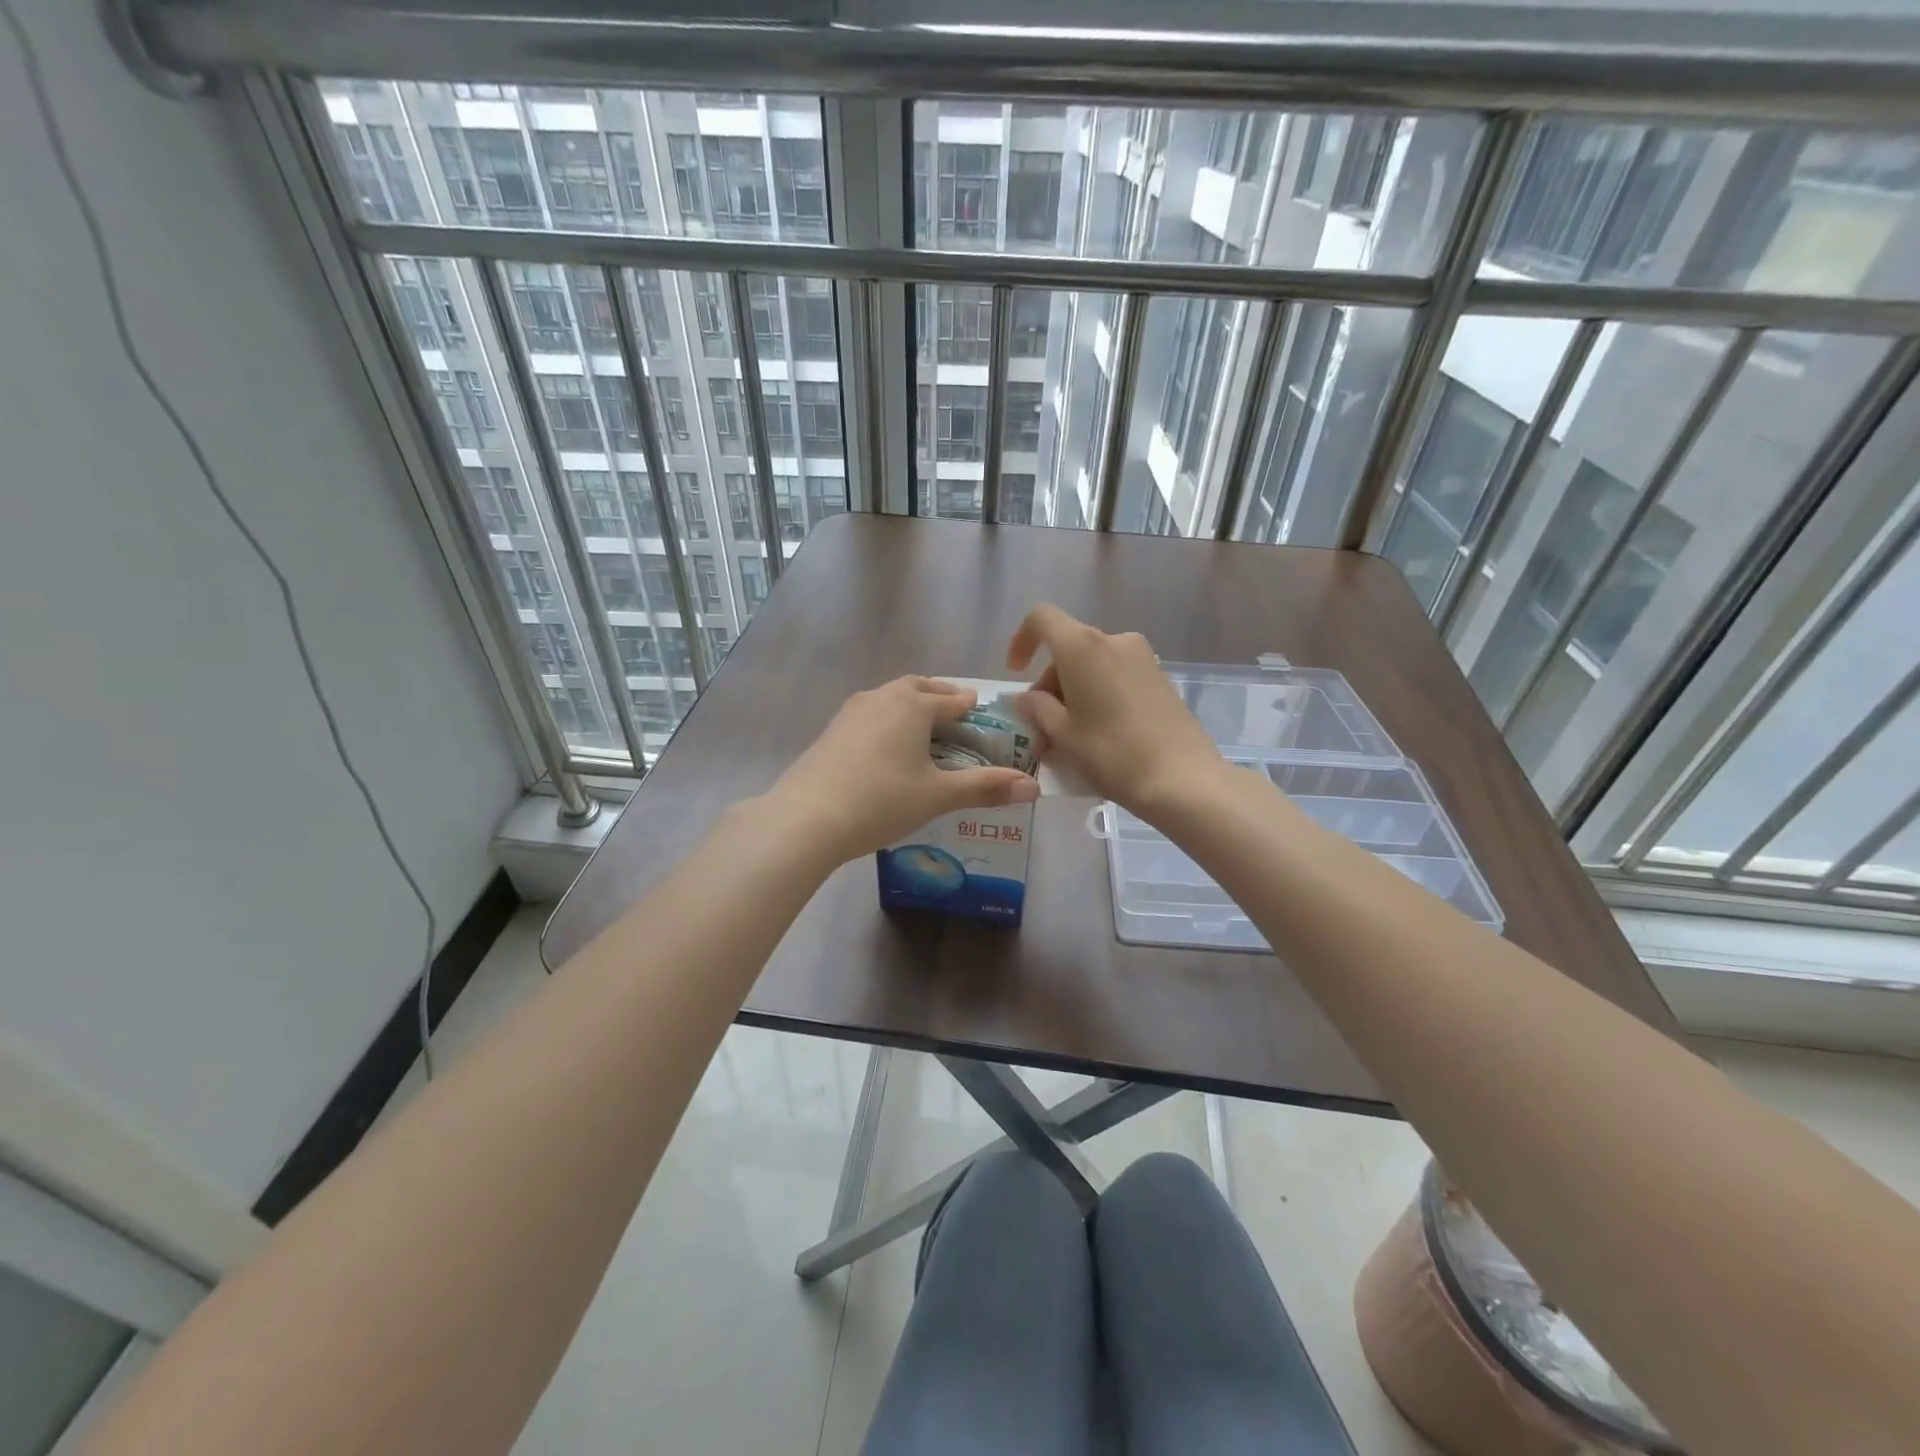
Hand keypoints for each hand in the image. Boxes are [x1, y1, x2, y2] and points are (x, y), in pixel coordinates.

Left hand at [764, 676, 1039, 862]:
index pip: (952, 699)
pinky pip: (869, 715)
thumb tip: (1034, 788)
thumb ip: (985, 788)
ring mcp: (851, 712)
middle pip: (918, 688)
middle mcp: (882, 697)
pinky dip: (887, 722)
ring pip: (890, 698)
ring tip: (923, 731)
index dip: (971, 707)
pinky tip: (886, 749)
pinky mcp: (830, 731)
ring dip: (910, 706)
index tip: (983, 714)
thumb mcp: (937, 796)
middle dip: (939, 697)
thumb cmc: (881, 801)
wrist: (805, 819)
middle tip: (955, 714)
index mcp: (913, 705)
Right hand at [1007, 604, 1225, 819]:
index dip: (1022, 640)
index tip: (1016, 673)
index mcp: (1083, 647)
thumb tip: (1025, 698)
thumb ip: (1037, 709)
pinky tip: (1098, 733)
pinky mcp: (1160, 677)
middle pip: (1068, 648)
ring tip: (1068, 738)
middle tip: (1042, 729)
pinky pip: (1115, 675)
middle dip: (1048, 683)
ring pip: (1092, 664)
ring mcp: (1142, 657)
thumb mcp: (1063, 735)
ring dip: (1073, 693)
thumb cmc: (1112, 754)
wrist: (1184, 779)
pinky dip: (1098, 694)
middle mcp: (1114, 640)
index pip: (1041, 618)